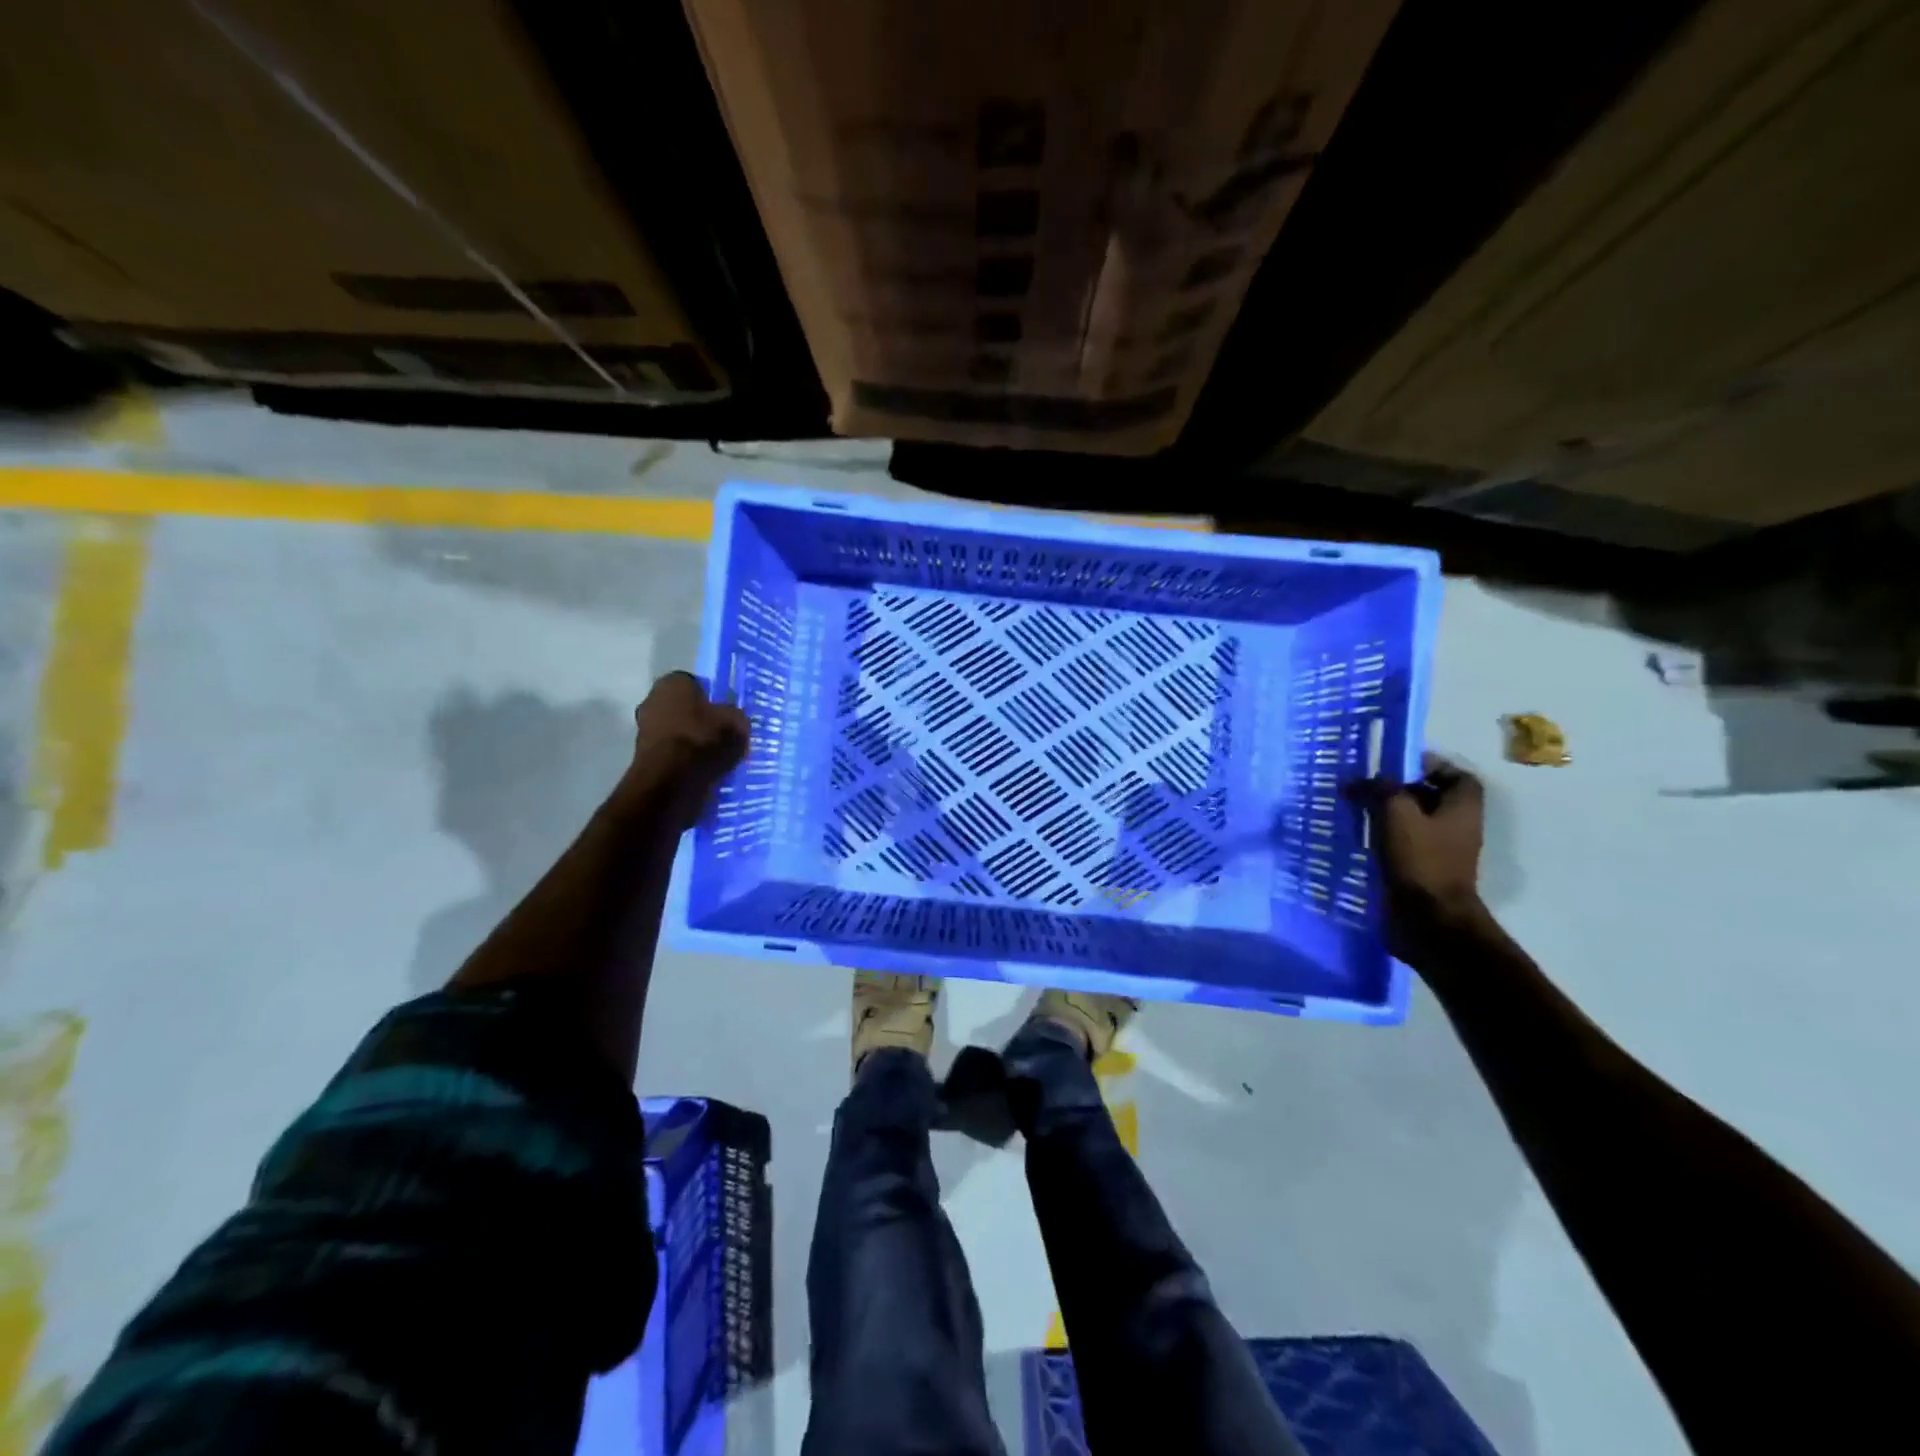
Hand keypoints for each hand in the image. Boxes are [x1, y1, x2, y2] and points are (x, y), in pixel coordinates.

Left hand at [627, 671, 749, 828]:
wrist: (672, 781)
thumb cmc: (704, 739)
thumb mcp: (737, 722)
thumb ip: (735, 716)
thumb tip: (733, 718)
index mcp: (673, 682)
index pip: (696, 684)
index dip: (713, 699)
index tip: (727, 715)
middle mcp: (652, 700)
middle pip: (684, 708)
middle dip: (701, 720)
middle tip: (724, 736)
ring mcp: (645, 730)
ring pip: (678, 732)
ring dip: (694, 742)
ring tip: (717, 758)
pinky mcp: (644, 757)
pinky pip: (673, 754)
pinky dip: (686, 760)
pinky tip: (704, 771)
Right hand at [1353, 753, 1490, 957]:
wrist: (1428, 920)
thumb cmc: (1420, 860)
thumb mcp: (1396, 813)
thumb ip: (1378, 789)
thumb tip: (1357, 782)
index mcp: (1462, 807)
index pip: (1454, 774)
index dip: (1427, 765)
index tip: (1394, 766)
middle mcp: (1457, 826)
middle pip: (1430, 797)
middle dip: (1398, 789)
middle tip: (1365, 786)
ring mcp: (1441, 851)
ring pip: (1413, 822)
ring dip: (1386, 814)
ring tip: (1356, 810)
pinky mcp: (1422, 870)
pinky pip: (1403, 845)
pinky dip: (1383, 838)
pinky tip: (1359, 839)